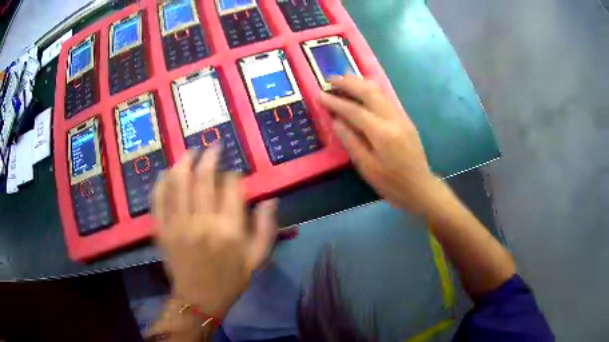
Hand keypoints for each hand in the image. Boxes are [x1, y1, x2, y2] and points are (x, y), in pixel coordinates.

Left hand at [152, 146, 277, 318]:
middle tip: (213, 146)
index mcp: (229, 230)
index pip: (231, 188)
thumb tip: (270, 199)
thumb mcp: (257, 259)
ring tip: (190, 152)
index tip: (235, 174)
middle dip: (209, 157)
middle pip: (203, 178)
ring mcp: (178, 225)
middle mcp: (202, 223)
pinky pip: (158, 200)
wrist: (199, 299)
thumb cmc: (230, 280)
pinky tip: (166, 173)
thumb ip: (266, 228)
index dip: (234, 175)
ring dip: (184, 162)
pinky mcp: (162, 230)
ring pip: (178, 183)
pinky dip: (161, 183)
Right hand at [318, 76, 442, 214]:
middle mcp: (393, 119)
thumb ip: (351, 142)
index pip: (354, 110)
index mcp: (382, 133)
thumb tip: (336, 121)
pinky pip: (386, 98)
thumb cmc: (392, 184)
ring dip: (360, 82)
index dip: (335, 101)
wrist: (421, 187)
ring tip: (344, 77)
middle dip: (348, 83)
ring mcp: (401, 117)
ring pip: (379, 91)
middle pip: (369, 92)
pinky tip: (363, 89)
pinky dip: (371, 89)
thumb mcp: (367, 168)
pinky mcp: (405, 119)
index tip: (319, 94)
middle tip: (330, 79)